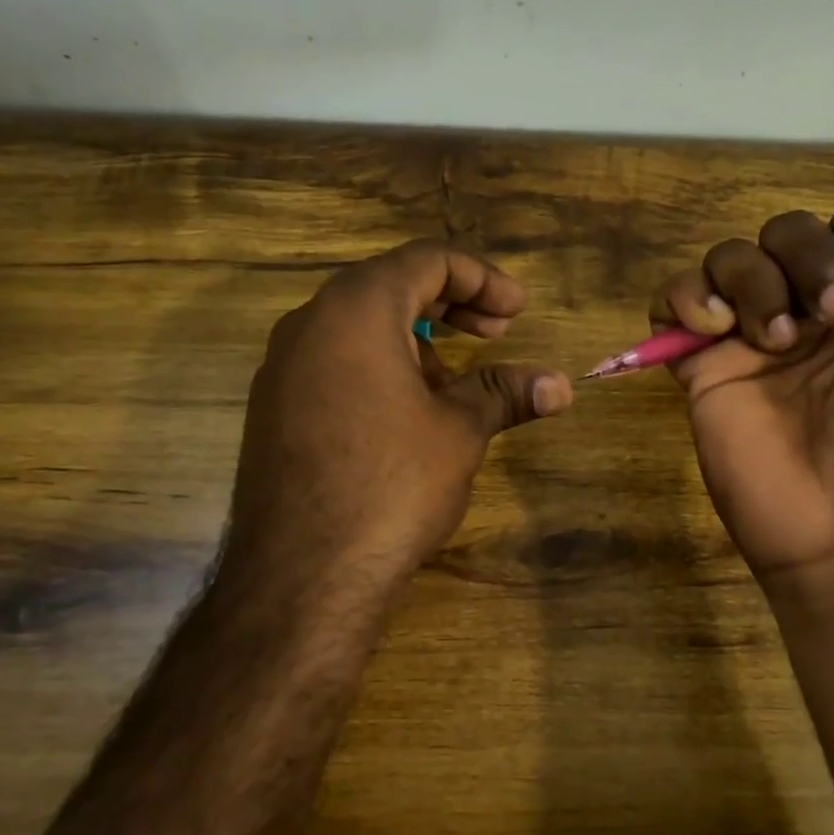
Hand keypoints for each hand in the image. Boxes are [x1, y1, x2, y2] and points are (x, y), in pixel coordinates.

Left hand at [224, 241, 572, 596]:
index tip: (519, 311)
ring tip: (455, 384)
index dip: (482, 278)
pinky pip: (334, 363)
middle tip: (498, 333)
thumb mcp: (459, 431)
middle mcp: (310, 323)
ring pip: (359, 327)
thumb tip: (561, 385)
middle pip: (390, 286)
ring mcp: (282, 367)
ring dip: (416, 340)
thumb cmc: (391, 484)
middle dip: (452, 305)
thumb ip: (505, 392)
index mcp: (356, 309)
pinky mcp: (272, 408)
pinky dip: (379, 368)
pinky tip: (406, 415)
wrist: (301, 574)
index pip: (426, 260)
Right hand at [651, 205, 833, 579]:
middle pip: (786, 231)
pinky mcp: (702, 367)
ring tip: (775, 339)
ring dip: (752, 280)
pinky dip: (686, 297)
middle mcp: (808, 313)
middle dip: (807, 256)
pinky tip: (716, 330)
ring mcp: (749, 339)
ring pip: (729, 258)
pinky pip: (670, 302)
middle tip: (828, 316)